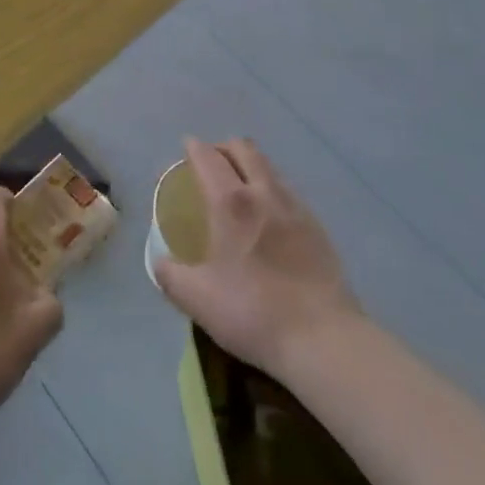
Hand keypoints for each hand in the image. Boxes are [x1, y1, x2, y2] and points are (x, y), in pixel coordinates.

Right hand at [154, 138, 361, 377]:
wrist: (322, 338)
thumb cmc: (252, 312)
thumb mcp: (197, 300)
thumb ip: (171, 276)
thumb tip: (161, 262)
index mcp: (231, 202)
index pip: (208, 157)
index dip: (193, 147)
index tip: (185, 149)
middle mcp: (264, 192)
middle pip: (243, 149)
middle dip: (223, 147)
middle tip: (211, 162)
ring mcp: (295, 206)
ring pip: (268, 166)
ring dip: (249, 164)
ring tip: (239, 186)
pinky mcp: (317, 225)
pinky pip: (287, 190)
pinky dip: (270, 188)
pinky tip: (268, 215)